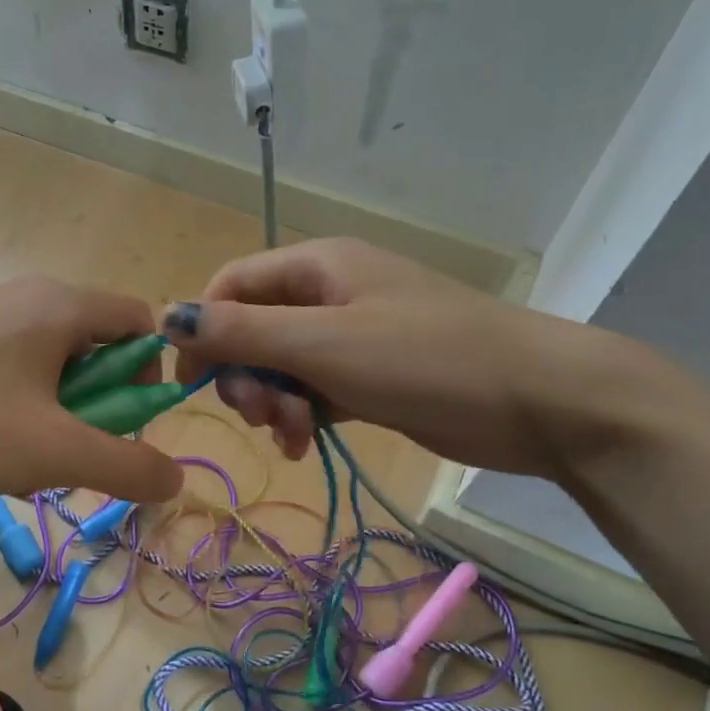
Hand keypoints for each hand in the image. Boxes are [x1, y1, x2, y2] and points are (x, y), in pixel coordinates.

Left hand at [0, 277, 185, 511]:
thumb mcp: (53, 453)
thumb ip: (127, 465)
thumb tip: (176, 479)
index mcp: (57, 304)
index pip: (138, 321)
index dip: (149, 374)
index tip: (127, 427)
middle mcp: (21, 297)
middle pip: (93, 346)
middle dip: (97, 407)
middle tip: (70, 455)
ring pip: (49, 367)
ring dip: (56, 417)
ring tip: (22, 463)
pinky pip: (8, 373)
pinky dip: (17, 412)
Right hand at [165, 239, 639, 478]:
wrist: (540, 400)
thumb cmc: (426, 359)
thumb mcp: (324, 344)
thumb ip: (244, 332)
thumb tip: (169, 317)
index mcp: (316, 266)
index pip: (231, 285)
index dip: (203, 329)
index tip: (191, 382)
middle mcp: (329, 293)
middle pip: (253, 328)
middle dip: (245, 375)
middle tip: (262, 416)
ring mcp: (352, 335)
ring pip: (281, 366)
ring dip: (273, 402)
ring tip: (295, 435)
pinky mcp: (371, 375)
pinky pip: (314, 390)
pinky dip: (303, 416)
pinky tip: (308, 445)